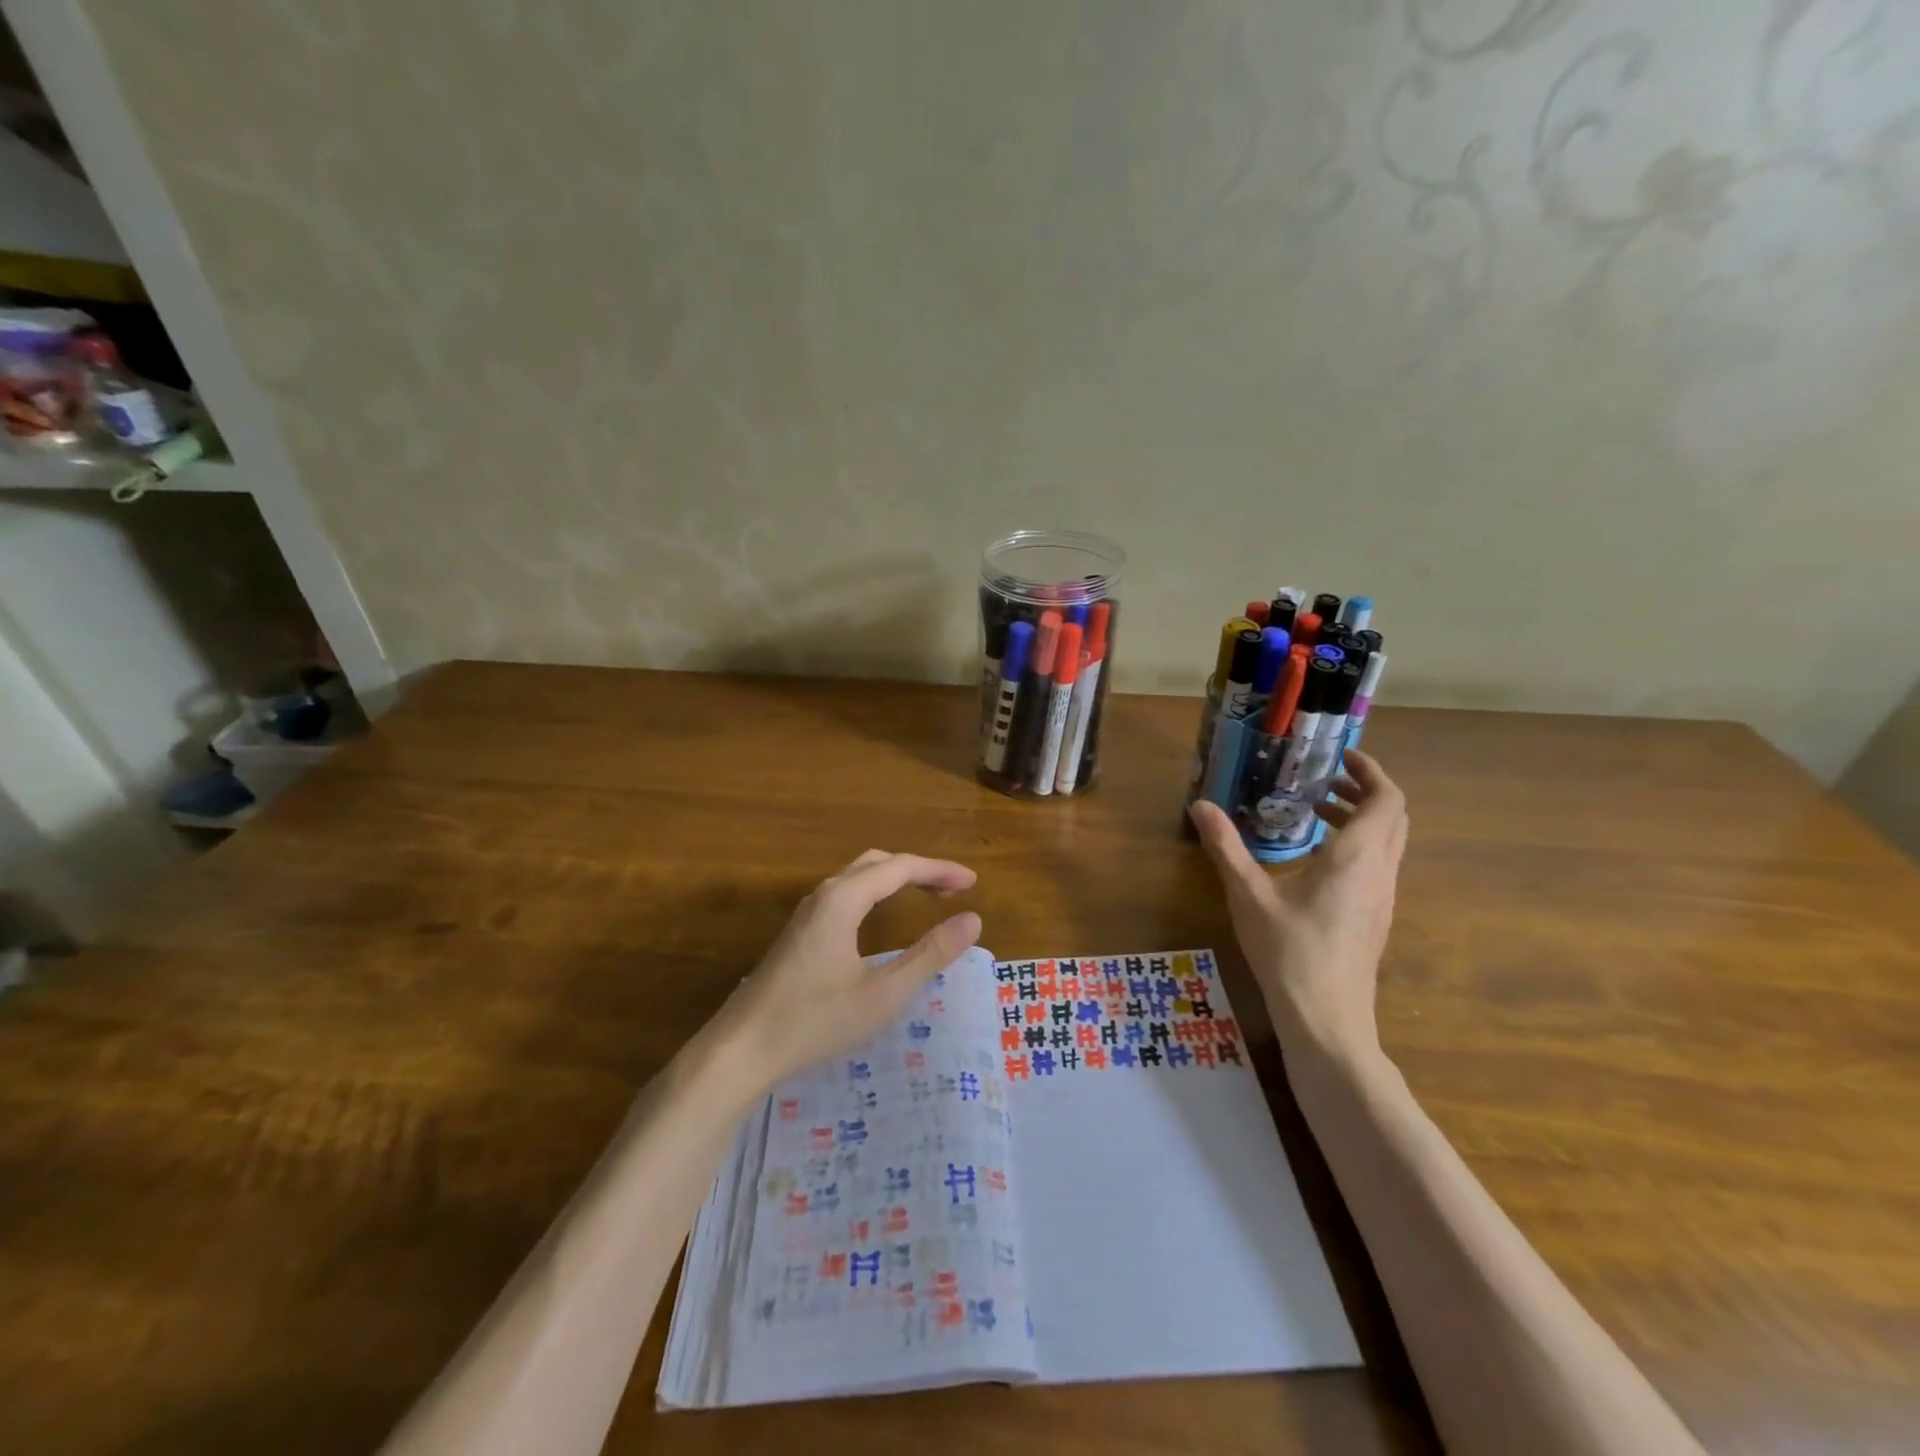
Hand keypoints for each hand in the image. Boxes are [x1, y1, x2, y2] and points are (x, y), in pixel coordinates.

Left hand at [715, 850, 981, 1089]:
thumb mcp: (884, 994)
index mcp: (845, 899)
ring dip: (897, 878)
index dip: (940, 870)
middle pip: (879, 863)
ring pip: (859, 875)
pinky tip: (882, 916)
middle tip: (954, 890)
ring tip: (929, 896)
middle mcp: (825, 894)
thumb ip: (930, 954)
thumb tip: (972, 920)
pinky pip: (846, 892)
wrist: (741, 1049)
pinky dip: (876, 891)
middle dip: (920, 870)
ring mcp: (807, 911)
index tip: (974, 883)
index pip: (902, 867)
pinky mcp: (799, 931)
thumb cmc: (815, 1021)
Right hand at [1189, 749, 1407, 1056]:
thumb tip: (1199, 806)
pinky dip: (1357, 846)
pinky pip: (1378, 866)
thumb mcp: (1248, 894)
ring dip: (1360, 819)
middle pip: (1393, 818)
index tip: (1342, 757)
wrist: (1326, 1019)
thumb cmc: (1289, 951)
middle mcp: (1380, 872)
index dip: (1371, 772)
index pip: (1387, 799)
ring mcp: (1382, 899)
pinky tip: (1315, 860)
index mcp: (1357, 857)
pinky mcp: (1375, 919)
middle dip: (1364, 791)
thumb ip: (1225, 847)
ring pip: (1388, 844)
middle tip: (1324, 781)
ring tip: (1315, 813)